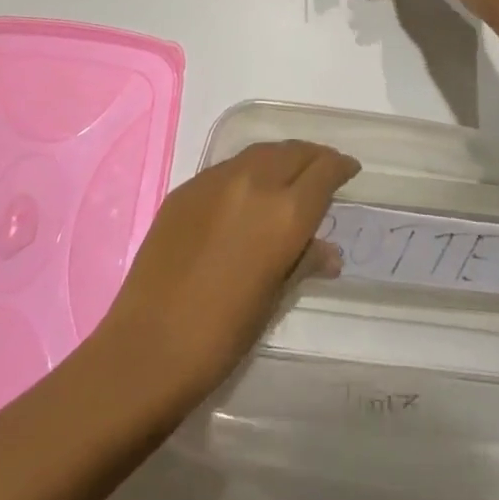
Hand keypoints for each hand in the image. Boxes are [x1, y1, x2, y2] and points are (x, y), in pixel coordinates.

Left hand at [96, 141, 359, 400]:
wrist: (148, 347)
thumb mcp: (274, 299)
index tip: (350, 171)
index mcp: (285, 213)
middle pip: (294, 152)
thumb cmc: (223, 335)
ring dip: (282, 158)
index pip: (324, 171)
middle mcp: (255, 183)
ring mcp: (216, 180)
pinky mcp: (187, 187)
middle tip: (324, 170)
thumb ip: (304, 262)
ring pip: (261, 152)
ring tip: (289, 174)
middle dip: (314, 157)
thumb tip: (329, 251)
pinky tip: (246, 192)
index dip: (341, 167)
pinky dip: (248, 170)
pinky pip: (228, 167)